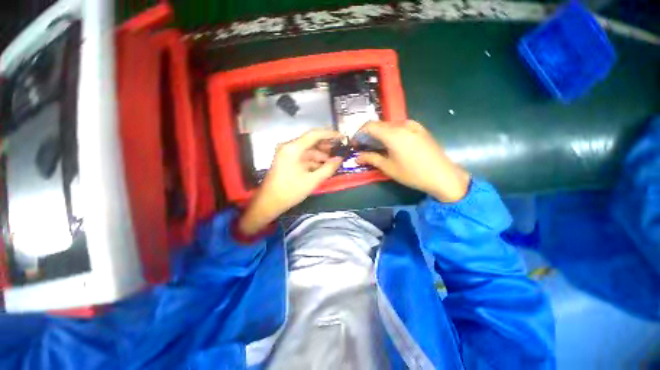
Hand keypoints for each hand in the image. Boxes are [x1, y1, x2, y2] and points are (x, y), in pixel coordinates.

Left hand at [238, 130, 342, 235]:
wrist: (269, 203)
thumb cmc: (290, 191)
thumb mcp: (312, 181)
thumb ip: (328, 168)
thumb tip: (339, 159)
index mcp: (293, 148)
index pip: (314, 135)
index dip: (329, 134)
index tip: (342, 136)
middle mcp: (289, 147)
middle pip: (311, 142)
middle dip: (326, 147)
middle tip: (340, 151)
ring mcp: (287, 154)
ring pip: (308, 150)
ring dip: (320, 156)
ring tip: (333, 162)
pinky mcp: (287, 160)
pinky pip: (303, 157)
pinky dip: (313, 161)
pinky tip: (323, 167)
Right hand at [356, 120, 469, 201]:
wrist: (443, 175)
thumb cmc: (412, 173)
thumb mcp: (388, 167)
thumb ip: (371, 159)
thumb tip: (357, 157)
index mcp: (393, 133)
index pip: (369, 126)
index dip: (359, 134)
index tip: (355, 144)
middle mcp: (402, 124)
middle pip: (379, 125)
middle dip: (368, 135)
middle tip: (364, 147)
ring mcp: (413, 125)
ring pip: (389, 125)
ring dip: (379, 134)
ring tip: (376, 147)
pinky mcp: (420, 129)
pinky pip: (399, 127)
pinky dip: (390, 134)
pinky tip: (391, 145)